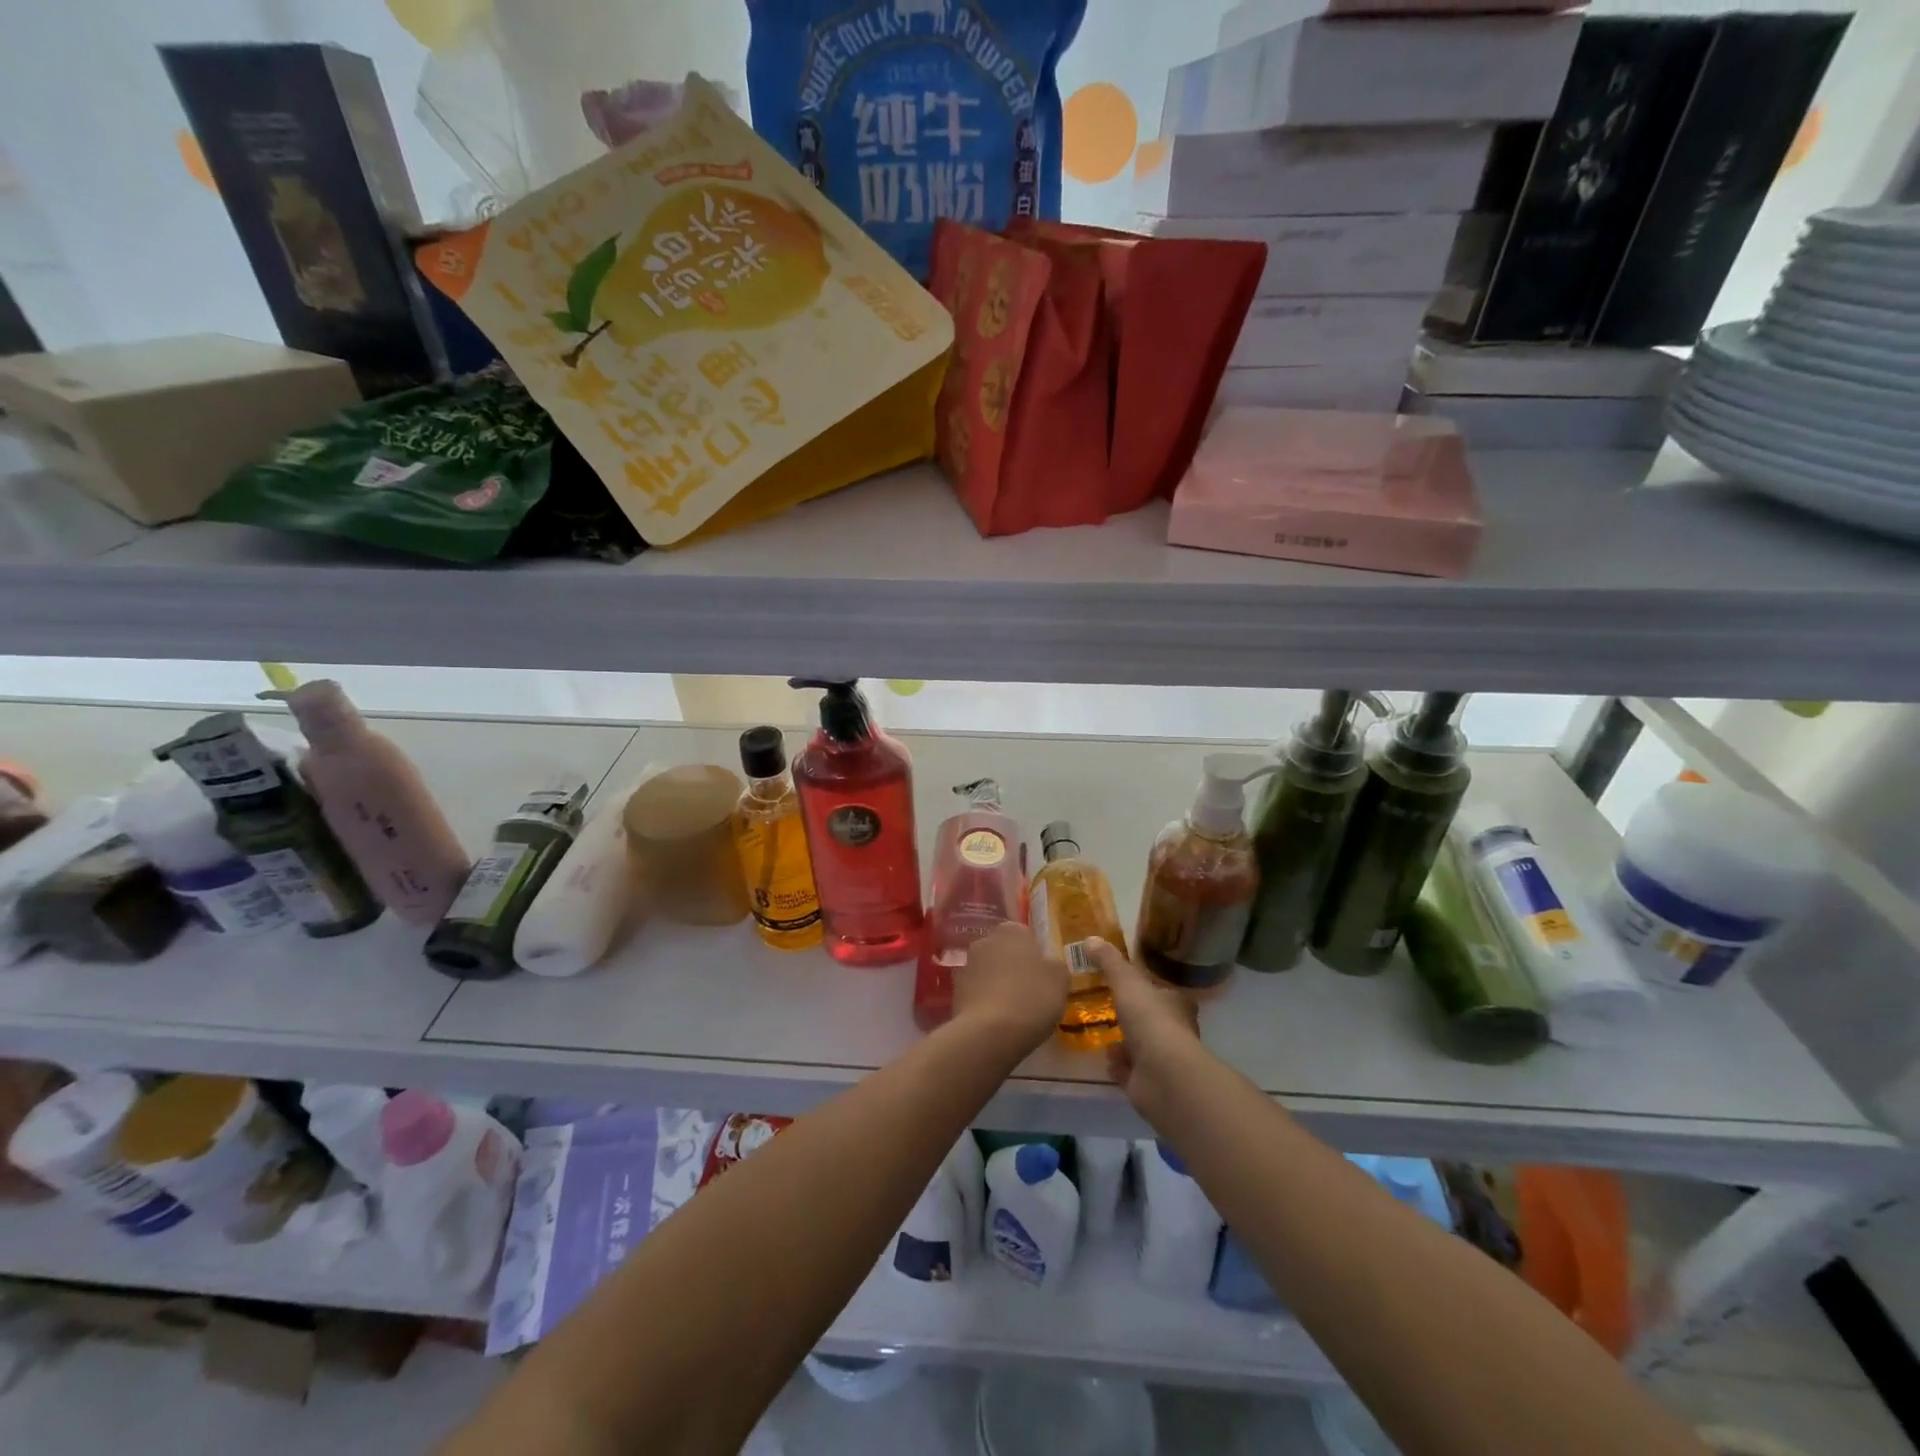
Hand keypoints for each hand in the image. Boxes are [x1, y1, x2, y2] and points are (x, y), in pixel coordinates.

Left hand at [952, 922, 1068, 1052]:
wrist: (990, 1032)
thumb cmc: (1032, 997)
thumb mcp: (1060, 979)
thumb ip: (1054, 965)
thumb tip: (1047, 965)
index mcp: (1010, 931)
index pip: (1024, 935)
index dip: (1035, 955)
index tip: (1043, 976)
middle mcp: (984, 942)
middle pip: (1003, 953)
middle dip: (1014, 968)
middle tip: (1031, 993)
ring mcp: (966, 967)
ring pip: (988, 973)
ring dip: (998, 986)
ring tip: (1014, 1013)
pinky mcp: (955, 993)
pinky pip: (977, 995)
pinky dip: (986, 1004)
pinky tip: (998, 1023)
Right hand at [1085, 941, 1202, 1111]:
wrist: (1162, 1076)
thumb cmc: (1151, 1020)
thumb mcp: (1127, 982)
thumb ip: (1109, 962)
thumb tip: (1090, 938)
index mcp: (1176, 1004)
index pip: (1164, 992)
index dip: (1148, 988)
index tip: (1126, 984)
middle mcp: (1175, 1031)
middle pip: (1152, 1020)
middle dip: (1132, 1016)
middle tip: (1106, 1007)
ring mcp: (1162, 1060)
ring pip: (1140, 1046)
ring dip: (1123, 1042)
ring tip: (1102, 1032)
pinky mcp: (1149, 1084)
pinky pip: (1130, 1071)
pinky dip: (1119, 1065)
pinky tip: (1106, 1058)